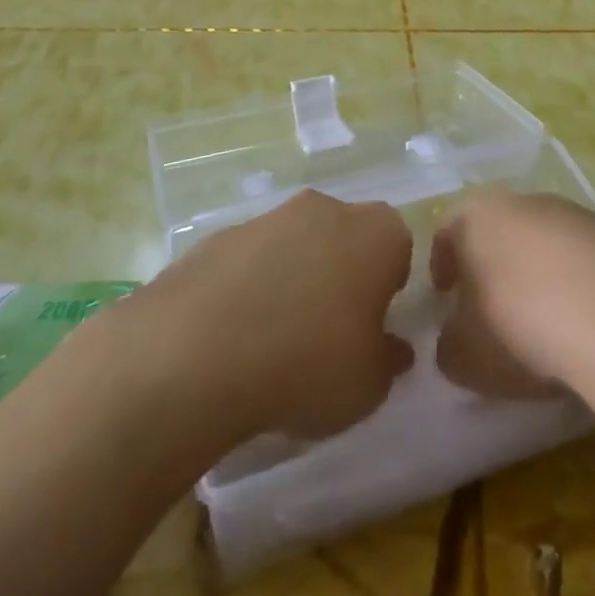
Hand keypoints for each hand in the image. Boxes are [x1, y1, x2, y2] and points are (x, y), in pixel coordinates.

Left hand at [152, 190, 414, 440]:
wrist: (197, 354)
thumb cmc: (307, 364)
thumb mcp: (368, 386)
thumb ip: (387, 361)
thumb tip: (392, 349)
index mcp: (376, 233)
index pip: (397, 248)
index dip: (387, 288)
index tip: (371, 328)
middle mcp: (326, 209)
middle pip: (345, 238)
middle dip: (340, 276)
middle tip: (327, 334)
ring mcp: (268, 217)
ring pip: (295, 245)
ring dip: (292, 280)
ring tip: (273, 343)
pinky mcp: (218, 235)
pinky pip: (248, 262)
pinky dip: (247, 289)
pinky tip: (232, 338)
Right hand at [432, 188, 594, 399]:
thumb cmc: (521, 327)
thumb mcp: (465, 356)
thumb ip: (450, 344)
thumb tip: (457, 339)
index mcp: (478, 216)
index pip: (447, 231)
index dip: (442, 265)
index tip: (445, 296)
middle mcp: (526, 202)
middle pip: (500, 231)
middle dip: (494, 266)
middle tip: (492, 309)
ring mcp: (578, 215)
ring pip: (547, 243)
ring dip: (541, 275)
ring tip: (546, 323)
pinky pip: (589, 262)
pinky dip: (583, 287)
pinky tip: (590, 326)